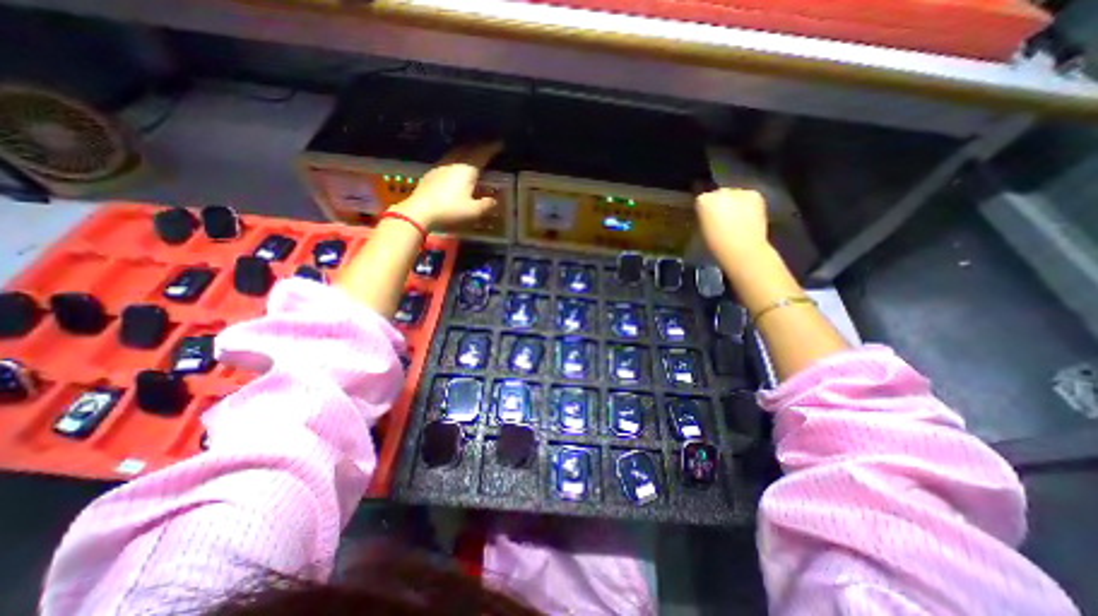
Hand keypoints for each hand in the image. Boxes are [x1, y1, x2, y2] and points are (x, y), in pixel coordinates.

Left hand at [391, 142, 499, 229]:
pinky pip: (448, 158)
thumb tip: (496, 200)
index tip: (500, 143)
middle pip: (469, 148)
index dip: (492, 148)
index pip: (482, 153)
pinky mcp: (432, 172)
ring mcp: (441, 166)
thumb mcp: (474, 211)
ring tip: (474, 150)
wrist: (420, 211)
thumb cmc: (450, 210)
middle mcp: (455, 162)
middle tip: (488, 144)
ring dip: (467, 148)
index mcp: (467, 169)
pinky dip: (457, 156)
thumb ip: (487, 204)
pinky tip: (456, 163)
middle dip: (480, 145)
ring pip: (457, 151)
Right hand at [699, 185, 765, 256]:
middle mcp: (720, 192)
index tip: (708, 219)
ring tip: (737, 219)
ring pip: (734, 194)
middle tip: (723, 218)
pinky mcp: (755, 195)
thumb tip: (711, 214)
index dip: (705, 210)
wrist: (742, 249)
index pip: (702, 200)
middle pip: (718, 194)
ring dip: (735, 203)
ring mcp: (739, 192)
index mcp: (703, 201)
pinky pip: (749, 197)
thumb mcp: (702, 229)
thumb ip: (705, 216)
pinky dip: (748, 205)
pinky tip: (748, 217)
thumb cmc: (716, 244)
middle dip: (721, 203)